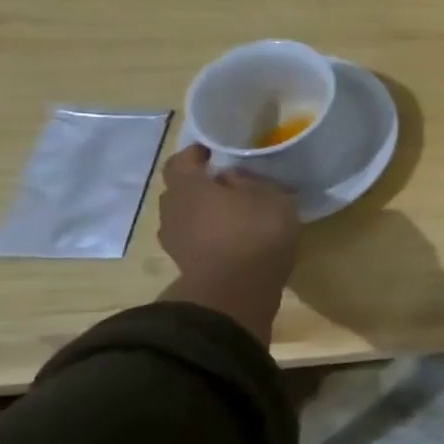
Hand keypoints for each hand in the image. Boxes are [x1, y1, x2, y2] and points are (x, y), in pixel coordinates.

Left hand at [158, 145, 298, 341]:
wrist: (236, 292)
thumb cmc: (255, 233)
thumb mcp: (271, 197)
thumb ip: (251, 181)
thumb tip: (232, 177)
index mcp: (189, 186)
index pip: (181, 161)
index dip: (196, 154)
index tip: (214, 152)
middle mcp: (173, 209)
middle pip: (182, 191)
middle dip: (202, 186)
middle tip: (230, 185)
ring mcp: (175, 240)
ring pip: (188, 217)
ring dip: (206, 214)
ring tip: (236, 215)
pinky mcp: (187, 264)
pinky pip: (197, 240)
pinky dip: (211, 237)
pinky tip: (235, 240)